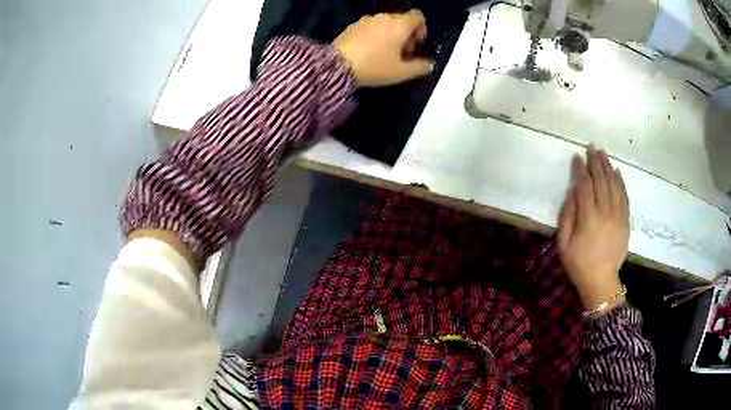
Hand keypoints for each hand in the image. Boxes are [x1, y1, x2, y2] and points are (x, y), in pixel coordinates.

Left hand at [333, 10, 434, 86]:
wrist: (337, 66)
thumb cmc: (374, 67)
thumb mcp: (401, 72)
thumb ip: (420, 67)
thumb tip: (430, 65)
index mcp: (400, 25)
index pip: (418, 16)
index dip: (421, 29)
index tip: (415, 45)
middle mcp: (384, 17)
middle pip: (401, 20)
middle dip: (405, 35)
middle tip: (401, 54)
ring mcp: (366, 20)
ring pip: (385, 23)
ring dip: (390, 35)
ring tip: (384, 54)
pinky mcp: (352, 25)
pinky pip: (371, 27)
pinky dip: (375, 35)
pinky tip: (369, 52)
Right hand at [558, 147, 629, 309]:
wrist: (601, 281)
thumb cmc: (578, 264)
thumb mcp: (564, 244)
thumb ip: (567, 216)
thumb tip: (573, 193)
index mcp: (588, 219)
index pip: (584, 186)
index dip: (580, 170)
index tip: (576, 157)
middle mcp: (605, 213)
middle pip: (601, 181)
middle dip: (596, 162)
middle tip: (592, 148)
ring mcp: (618, 216)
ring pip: (614, 185)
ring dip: (608, 167)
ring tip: (603, 154)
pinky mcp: (626, 221)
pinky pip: (624, 196)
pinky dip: (621, 182)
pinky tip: (617, 172)